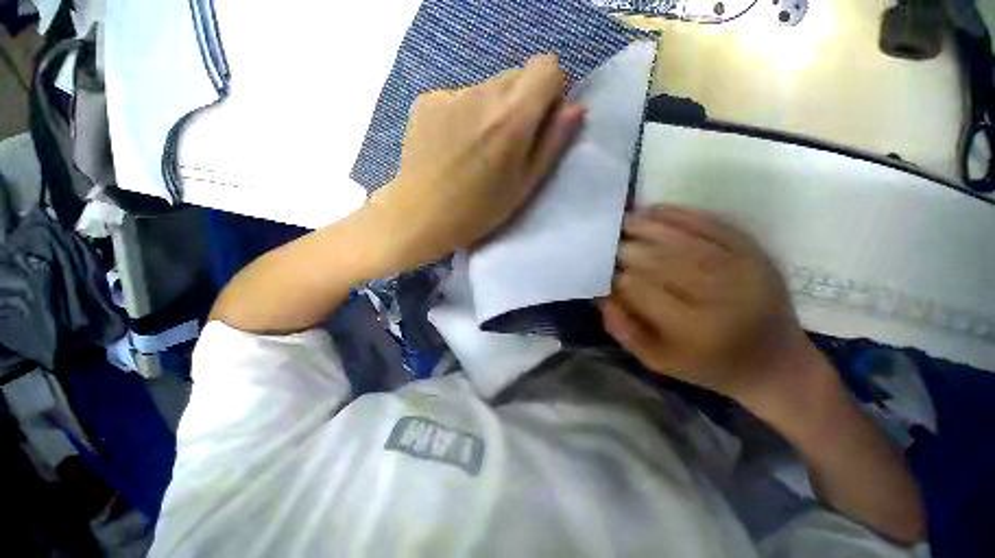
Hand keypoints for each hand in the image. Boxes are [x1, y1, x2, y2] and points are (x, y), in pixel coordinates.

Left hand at [366, 54, 585, 271]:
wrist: (420, 216)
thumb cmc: (478, 211)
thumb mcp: (524, 186)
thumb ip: (552, 143)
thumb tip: (575, 107)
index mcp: (512, 117)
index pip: (548, 67)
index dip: (550, 91)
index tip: (541, 121)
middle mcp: (482, 94)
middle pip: (517, 76)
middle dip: (522, 103)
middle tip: (507, 144)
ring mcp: (451, 94)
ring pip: (488, 87)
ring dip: (492, 110)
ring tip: (477, 149)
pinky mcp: (428, 100)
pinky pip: (460, 97)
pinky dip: (464, 114)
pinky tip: (453, 146)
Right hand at [602, 205, 814, 406]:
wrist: (776, 363)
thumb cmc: (711, 366)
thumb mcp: (660, 362)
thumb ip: (625, 331)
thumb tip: (601, 296)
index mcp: (693, 328)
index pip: (642, 290)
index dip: (617, 277)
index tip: (603, 271)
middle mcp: (719, 295)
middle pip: (662, 261)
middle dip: (628, 249)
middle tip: (608, 243)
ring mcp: (741, 268)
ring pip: (684, 239)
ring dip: (649, 227)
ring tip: (625, 221)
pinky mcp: (754, 252)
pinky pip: (712, 225)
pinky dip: (681, 214)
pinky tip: (656, 209)